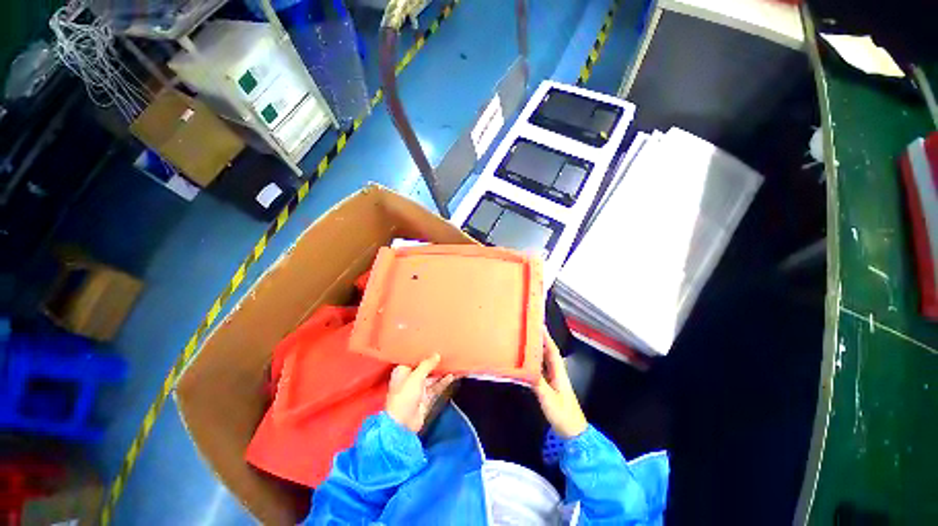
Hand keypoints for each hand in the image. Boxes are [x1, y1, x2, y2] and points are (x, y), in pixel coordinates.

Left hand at [386, 354, 455, 432]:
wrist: (403, 424)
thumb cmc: (405, 395)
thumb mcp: (416, 376)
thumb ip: (427, 364)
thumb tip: (437, 354)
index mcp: (402, 371)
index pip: (412, 358)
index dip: (421, 352)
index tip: (432, 344)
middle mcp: (409, 378)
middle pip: (423, 368)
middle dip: (433, 362)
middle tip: (445, 351)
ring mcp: (418, 389)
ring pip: (431, 377)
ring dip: (440, 372)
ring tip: (452, 362)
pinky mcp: (425, 398)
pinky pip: (436, 387)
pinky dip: (443, 382)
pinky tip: (452, 376)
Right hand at [533, 330, 587, 438]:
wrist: (573, 433)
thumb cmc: (563, 414)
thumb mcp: (548, 398)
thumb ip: (537, 382)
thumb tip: (523, 367)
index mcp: (559, 372)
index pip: (552, 350)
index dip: (546, 337)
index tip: (538, 324)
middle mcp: (557, 372)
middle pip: (548, 352)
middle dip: (540, 339)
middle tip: (529, 329)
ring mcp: (554, 379)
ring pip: (545, 359)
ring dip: (537, 349)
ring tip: (526, 340)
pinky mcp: (550, 386)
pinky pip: (541, 368)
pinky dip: (535, 361)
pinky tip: (527, 361)